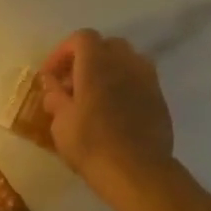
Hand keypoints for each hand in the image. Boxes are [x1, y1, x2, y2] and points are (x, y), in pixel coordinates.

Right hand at [39, 29, 174, 198]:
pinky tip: (115, 110)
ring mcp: (147, 80)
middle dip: (88, 59)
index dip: (63, 52)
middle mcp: (125, 63)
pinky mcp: (159, 99)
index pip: (81, 38)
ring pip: (127, 61)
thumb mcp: (61, 122)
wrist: (137, 171)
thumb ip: (55, 97)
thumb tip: (53, 85)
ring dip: (110, 70)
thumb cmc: (91, 144)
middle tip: (73, 83)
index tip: (51, 75)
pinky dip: (125, 86)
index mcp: (97, 63)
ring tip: (96, 95)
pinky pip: (140, 81)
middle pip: (107, 45)